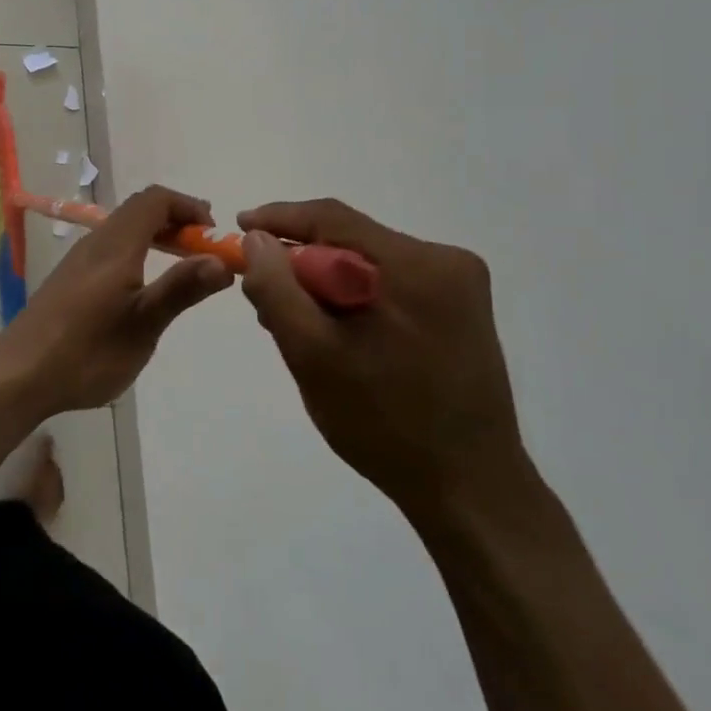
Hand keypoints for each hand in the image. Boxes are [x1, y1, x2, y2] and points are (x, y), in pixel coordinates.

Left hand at [0, 185, 233, 415]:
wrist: (20, 373)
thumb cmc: (87, 351)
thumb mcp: (143, 325)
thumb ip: (181, 289)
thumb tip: (221, 260)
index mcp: (116, 246)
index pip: (155, 200)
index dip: (187, 206)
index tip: (213, 234)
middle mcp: (96, 242)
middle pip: (139, 210)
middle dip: (176, 219)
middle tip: (204, 249)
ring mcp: (79, 260)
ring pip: (123, 228)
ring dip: (157, 235)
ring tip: (182, 266)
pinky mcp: (70, 278)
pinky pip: (111, 247)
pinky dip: (138, 250)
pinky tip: (143, 286)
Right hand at [238, 200, 525, 520]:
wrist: (471, 492)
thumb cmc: (385, 424)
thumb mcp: (312, 355)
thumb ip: (276, 288)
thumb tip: (256, 238)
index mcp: (416, 265)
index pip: (332, 218)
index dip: (278, 219)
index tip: (239, 229)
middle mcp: (445, 261)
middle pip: (350, 240)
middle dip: (301, 263)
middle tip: (263, 296)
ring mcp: (459, 286)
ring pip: (366, 263)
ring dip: (325, 284)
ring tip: (296, 324)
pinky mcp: (460, 310)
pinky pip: (388, 284)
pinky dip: (354, 299)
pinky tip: (337, 335)